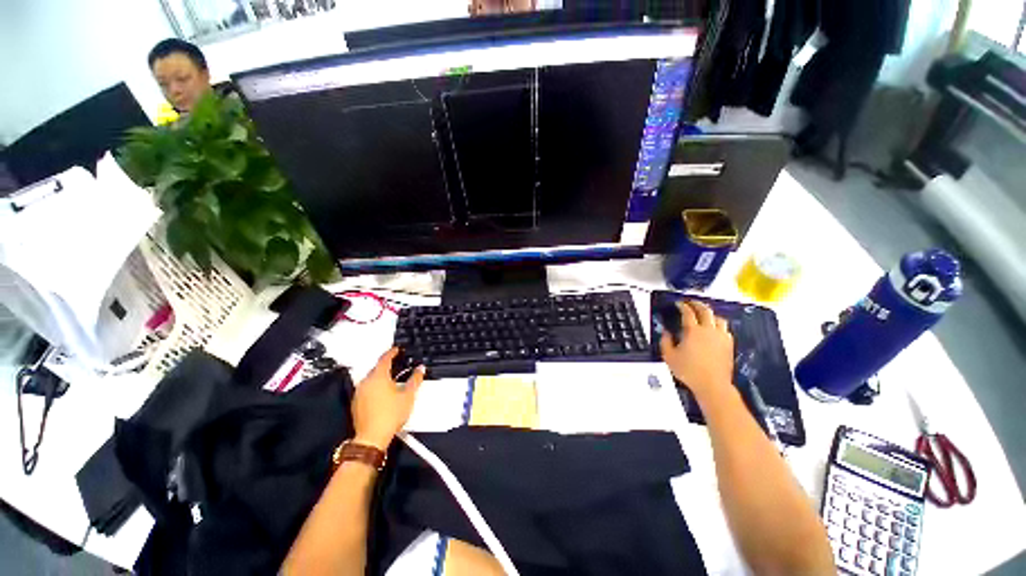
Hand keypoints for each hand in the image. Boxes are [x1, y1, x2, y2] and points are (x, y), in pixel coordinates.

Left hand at [351, 348, 425, 449]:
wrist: (372, 437)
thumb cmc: (391, 414)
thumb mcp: (408, 395)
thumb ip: (415, 379)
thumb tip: (420, 368)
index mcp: (378, 376)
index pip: (385, 359)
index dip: (392, 352)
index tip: (397, 349)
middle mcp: (366, 382)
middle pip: (376, 368)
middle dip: (386, 365)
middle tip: (397, 363)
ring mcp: (359, 392)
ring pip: (371, 378)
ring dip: (381, 376)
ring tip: (392, 378)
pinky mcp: (356, 403)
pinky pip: (366, 388)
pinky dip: (375, 386)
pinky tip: (383, 393)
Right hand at [660, 300, 733, 399]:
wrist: (712, 385)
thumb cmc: (688, 371)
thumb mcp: (669, 356)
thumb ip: (665, 341)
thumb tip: (666, 332)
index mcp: (693, 331)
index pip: (688, 313)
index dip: (682, 306)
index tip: (678, 304)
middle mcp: (708, 330)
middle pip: (705, 311)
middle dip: (697, 304)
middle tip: (691, 303)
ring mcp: (721, 337)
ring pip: (718, 318)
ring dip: (710, 313)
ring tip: (704, 314)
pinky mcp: (729, 344)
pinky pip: (725, 329)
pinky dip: (718, 325)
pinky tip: (714, 329)